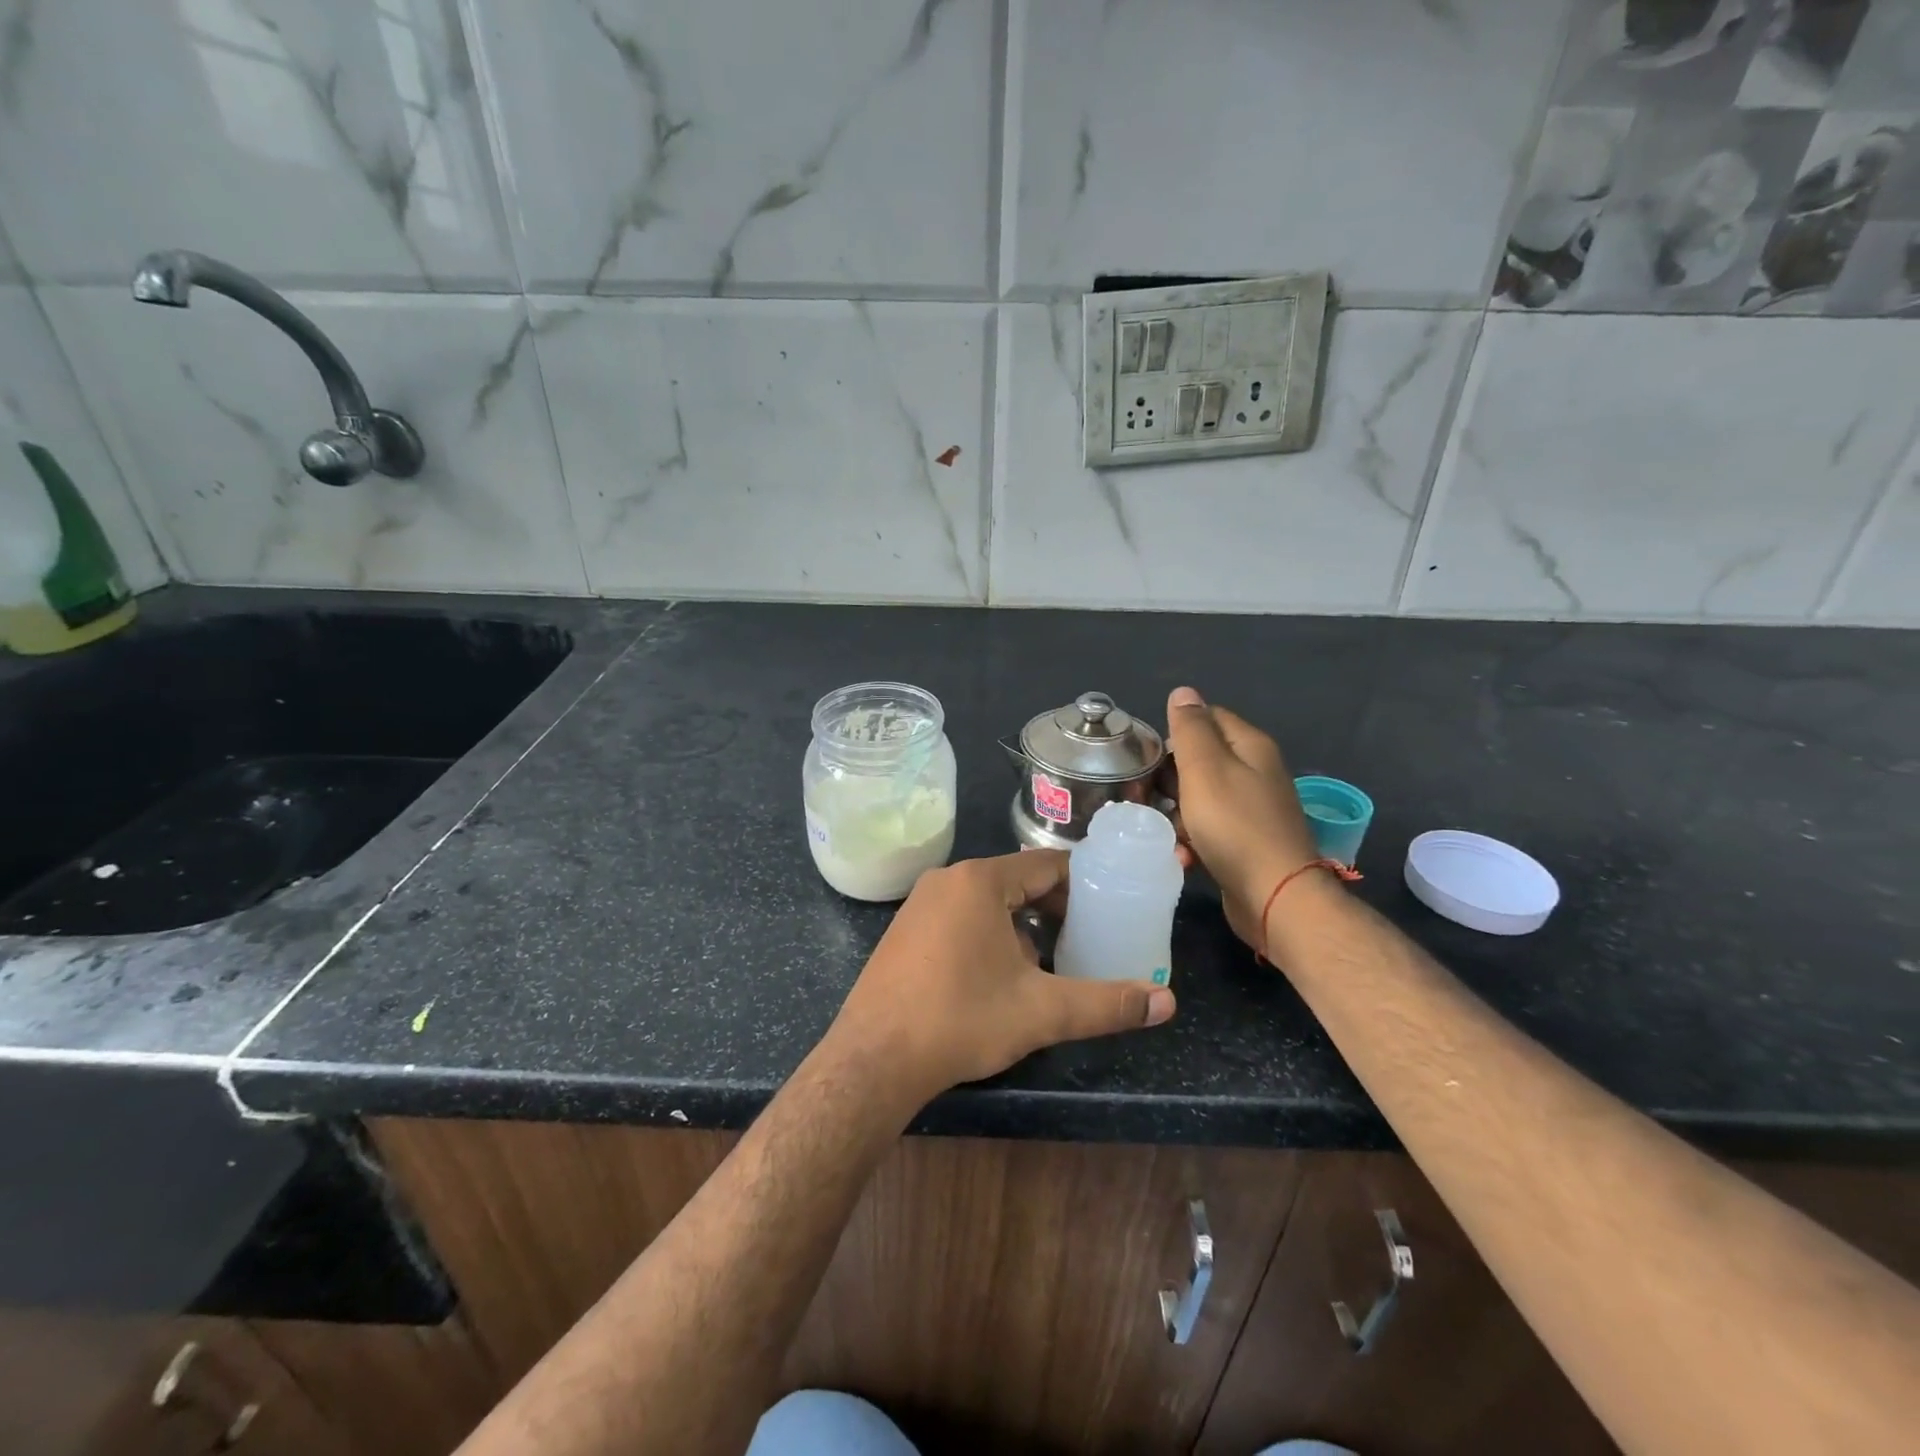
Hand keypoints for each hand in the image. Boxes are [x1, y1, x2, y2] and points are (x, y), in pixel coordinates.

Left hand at [827, 852, 1175, 1105]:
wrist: (874, 1060)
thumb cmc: (961, 1020)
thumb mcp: (1041, 1011)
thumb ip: (1106, 1003)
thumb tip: (1167, 1003)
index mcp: (979, 881)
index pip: (1045, 865)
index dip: (1082, 883)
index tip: (1110, 904)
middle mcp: (946, 880)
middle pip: (1016, 881)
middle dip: (1053, 908)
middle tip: (1087, 937)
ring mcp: (919, 904)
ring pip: (986, 902)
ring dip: (1021, 924)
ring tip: (1050, 959)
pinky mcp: (903, 931)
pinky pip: (958, 917)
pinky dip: (987, 934)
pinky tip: (1000, 975)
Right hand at [1164, 686, 1321, 949]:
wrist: (1274, 896)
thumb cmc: (1234, 825)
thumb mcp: (1204, 769)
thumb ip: (1190, 729)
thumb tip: (1183, 691)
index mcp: (1250, 746)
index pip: (1208, 718)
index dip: (1175, 732)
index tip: (1147, 756)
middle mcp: (1256, 772)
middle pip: (1201, 760)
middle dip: (1169, 778)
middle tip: (1143, 795)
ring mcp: (1253, 809)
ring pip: (1200, 798)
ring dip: (1176, 814)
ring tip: (1159, 830)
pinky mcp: (1246, 842)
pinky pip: (1210, 830)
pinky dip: (1192, 840)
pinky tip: (1182, 856)